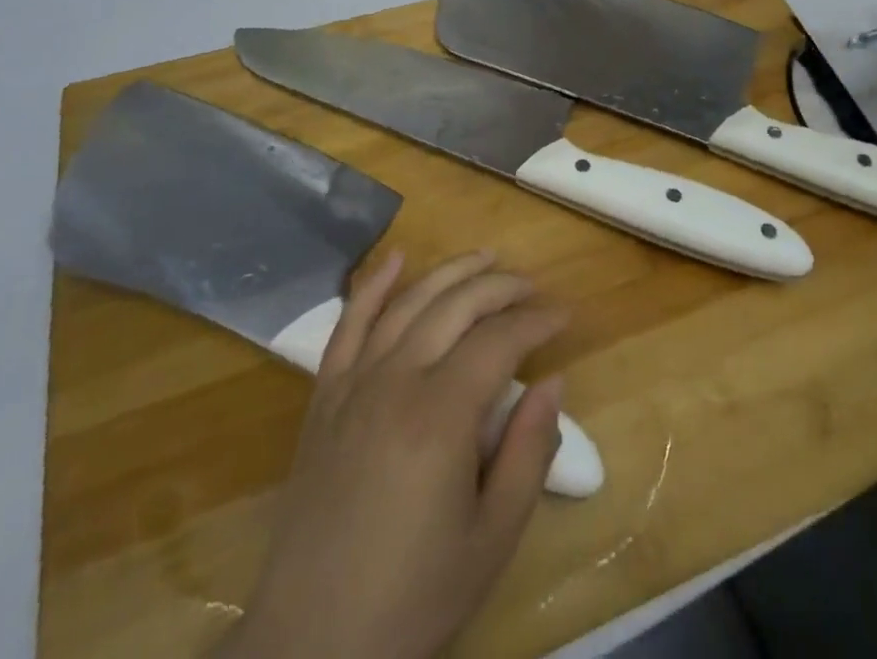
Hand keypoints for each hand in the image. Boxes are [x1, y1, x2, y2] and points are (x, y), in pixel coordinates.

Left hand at [223, 251, 568, 658]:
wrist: (311, 647)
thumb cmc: (413, 598)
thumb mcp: (492, 539)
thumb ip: (528, 452)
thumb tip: (553, 381)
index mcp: (441, 415)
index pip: (500, 340)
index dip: (537, 321)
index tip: (565, 315)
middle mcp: (396, 380)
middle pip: (457, 306)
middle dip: (501, 286)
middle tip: (533, 287)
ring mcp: (354, 383)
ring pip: (409, 302)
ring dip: (451, 272)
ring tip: (486, 257)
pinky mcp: (324, 397)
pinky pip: (349, 324)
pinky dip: (373, 285)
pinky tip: (397, 258)